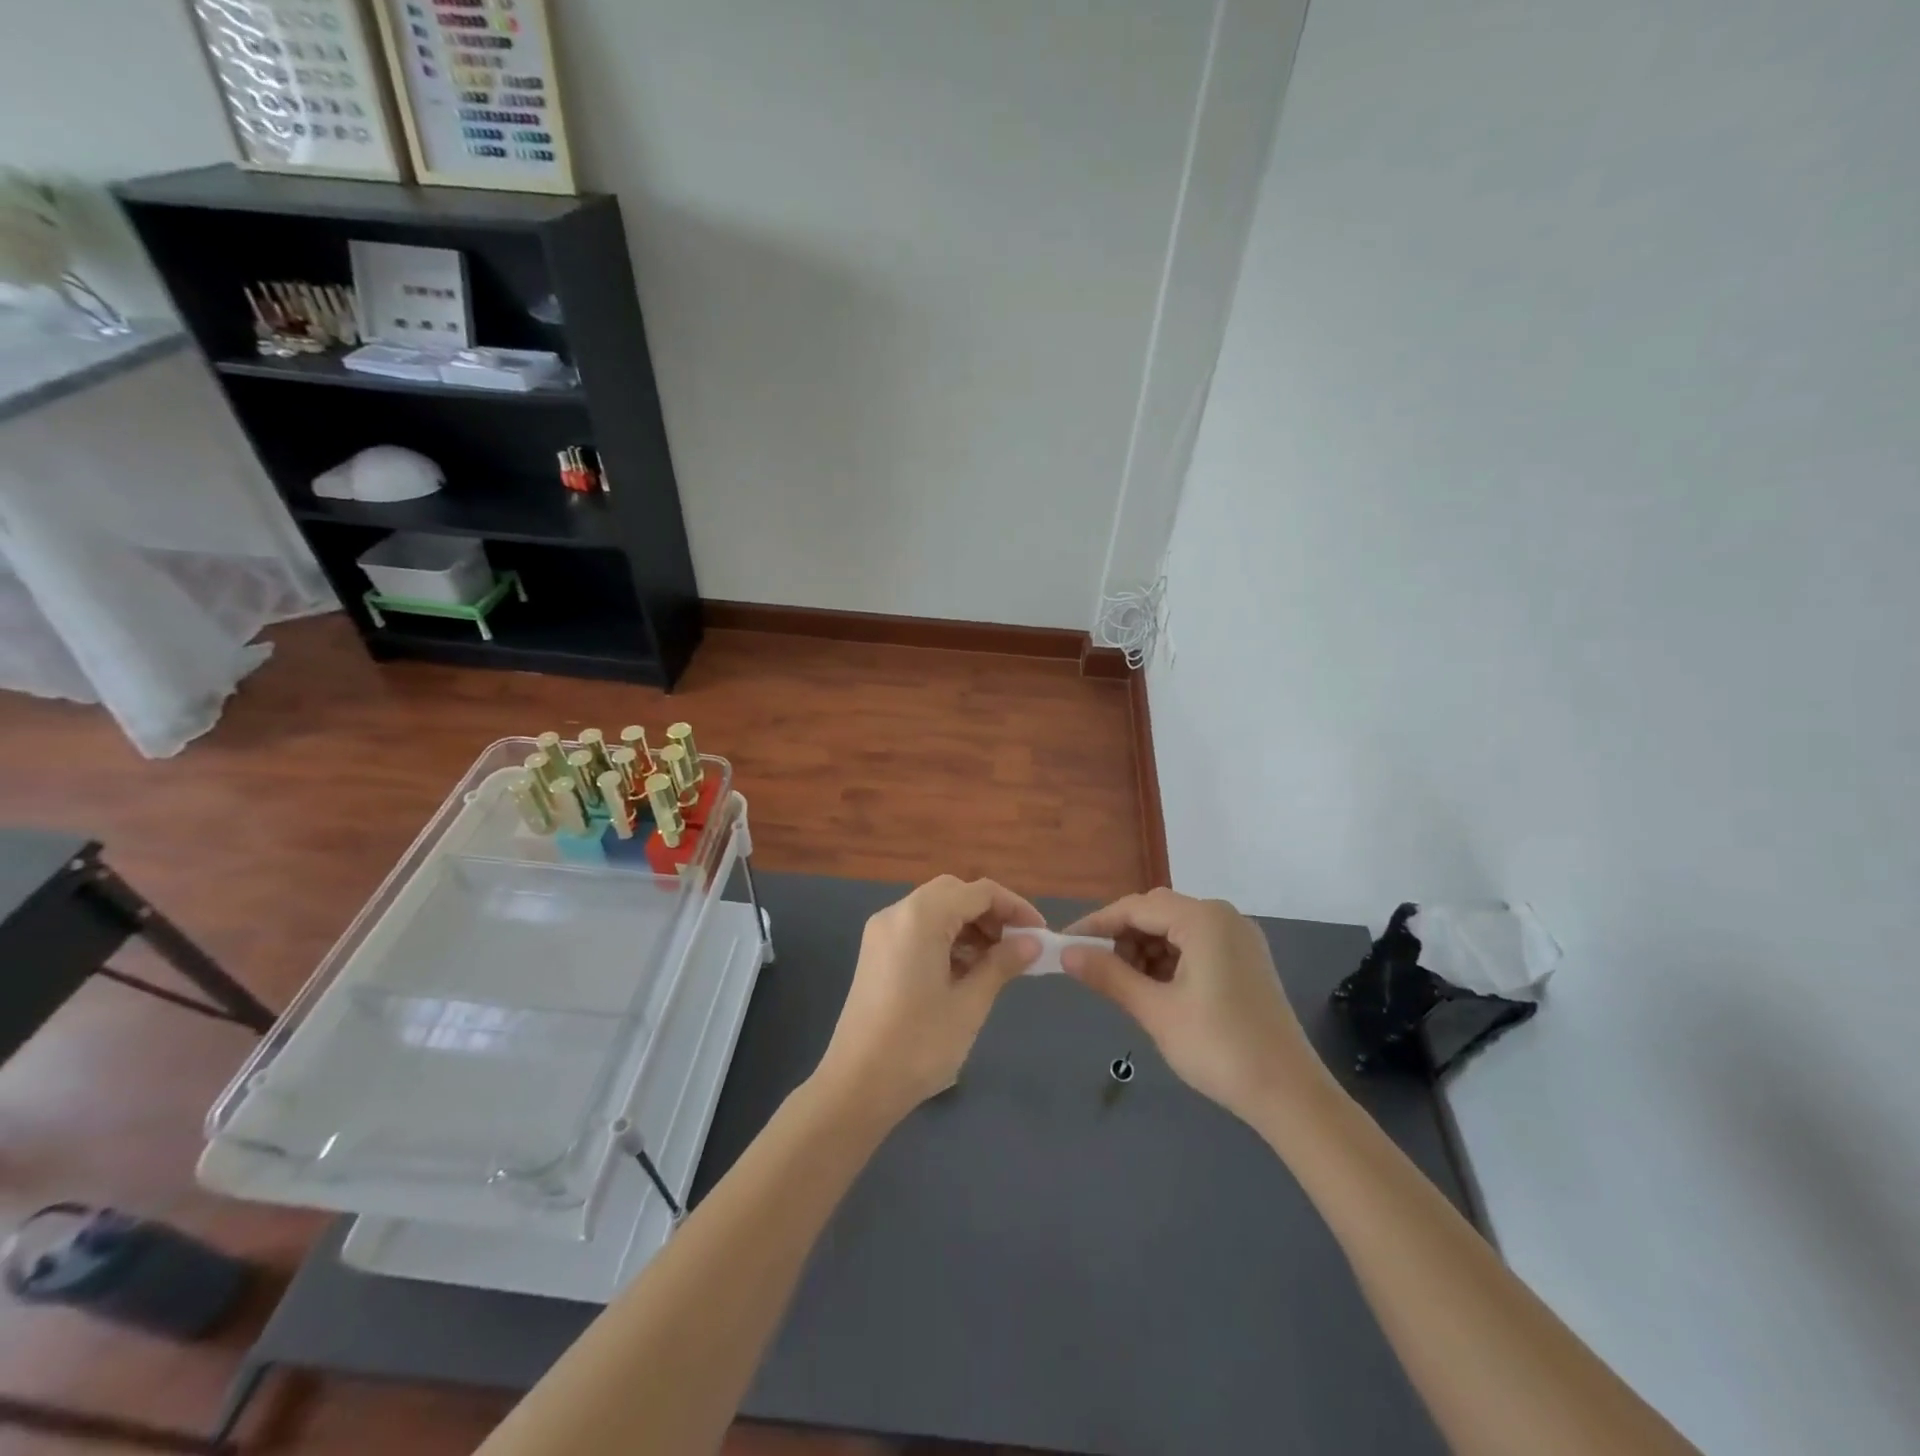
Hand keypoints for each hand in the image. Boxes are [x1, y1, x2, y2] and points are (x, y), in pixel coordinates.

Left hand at [815, 875, 1043, 1121]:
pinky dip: (945, 938)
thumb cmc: (919, 1044)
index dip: (1015, 908)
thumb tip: (1032, 942)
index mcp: (921, 917)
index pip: (979, 892)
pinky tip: (963, 971)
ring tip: (995, 964)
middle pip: (954, 893)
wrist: (856, 1086)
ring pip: (935, 909)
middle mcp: (897, 913)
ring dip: (968, 926)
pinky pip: (917, 929)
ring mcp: (881, 932)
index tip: (1040, 935)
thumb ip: (1002, 964)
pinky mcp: (875, 952)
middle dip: (990, 914)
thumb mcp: (969, 1004)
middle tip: (1017, 947)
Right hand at [1061, 889, 1335, 1125]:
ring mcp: (1239, 938)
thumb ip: (1108, 975)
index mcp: (1203, 919)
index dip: (1097, 924)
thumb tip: (1067, 954)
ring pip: (1176, 929)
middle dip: (1122, 937)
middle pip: (1157, 913)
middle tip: (1095, 968)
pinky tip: (1158, 989)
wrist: (1290, 1095)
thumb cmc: (1218, 1048)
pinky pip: (1197, 945)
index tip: (1066, 944)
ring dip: (1145, 949)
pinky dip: (1170, 960)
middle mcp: (1223, 917)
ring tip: (1126, 985)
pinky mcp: (1247, 960)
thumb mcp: (1155, 1011)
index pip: (1135, 907)